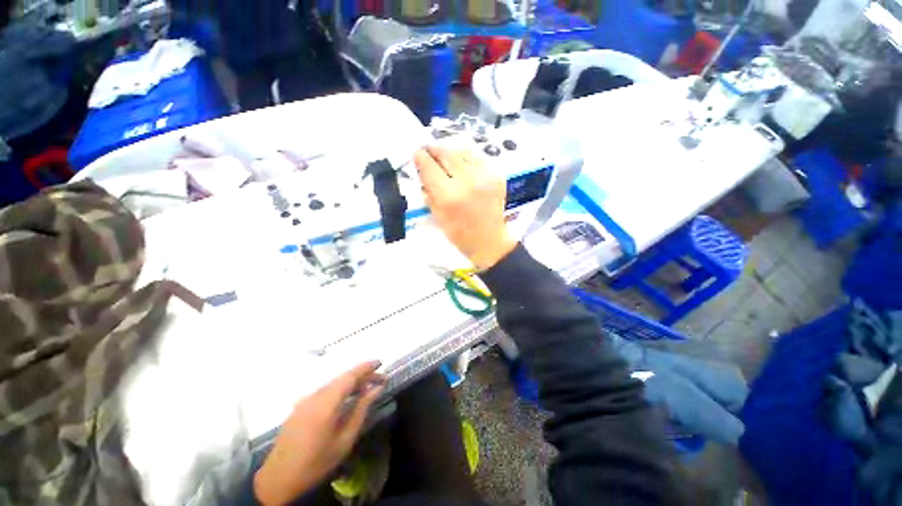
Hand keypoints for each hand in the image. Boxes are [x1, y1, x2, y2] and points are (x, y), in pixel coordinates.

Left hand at [254, 362, 384, 504]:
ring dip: (351, 382)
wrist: (279, 479)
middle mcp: (315, 396)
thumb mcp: (345, 439)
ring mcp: (305, 400)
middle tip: (379, 380)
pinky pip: (325, 390)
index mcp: (326, 403)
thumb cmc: (317, 462)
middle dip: (362, 375)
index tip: (381, 362)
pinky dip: (339, 389)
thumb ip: (361, 409)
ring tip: (366, 388)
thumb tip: (377, 388)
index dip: (367, 367)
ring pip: (334, 383)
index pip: (350, 376)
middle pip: (343, 377)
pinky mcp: (300, 406)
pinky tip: (347, 398)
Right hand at [415, 146, 516, 269]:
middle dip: (435, 150)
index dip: (421, 157)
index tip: (416, 153)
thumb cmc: (459, 234)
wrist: (489, 240)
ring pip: (463, 152)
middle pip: (447, 154)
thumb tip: (422, 172)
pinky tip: (463, 166)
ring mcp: (484, 176)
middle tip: (429, 150)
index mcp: (449, 196)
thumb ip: (429, 192)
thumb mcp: (437, 216)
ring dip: (451, 152)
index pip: (430, 168)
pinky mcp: (496, 175)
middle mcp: (467, 181)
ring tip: (446, 157)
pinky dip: (467, 159)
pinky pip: (478, 158)